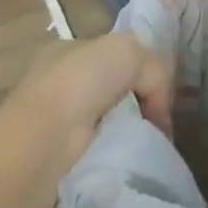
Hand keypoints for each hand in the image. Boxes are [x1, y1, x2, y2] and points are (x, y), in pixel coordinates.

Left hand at [10, 35, 173, 162]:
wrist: (45, 139)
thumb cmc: (82, 83)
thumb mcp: (130, 51)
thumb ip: (153, 66)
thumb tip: (159, 103)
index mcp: (69, 51)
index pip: (113, 56)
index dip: (141, 69)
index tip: (161, 89)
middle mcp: (60, 82)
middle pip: (114, 89)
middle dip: (138, 102)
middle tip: (160, 118)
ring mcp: (58, 121)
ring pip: (110, 120)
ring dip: (130, 129)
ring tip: (150, 139)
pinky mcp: (60, 156)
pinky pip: (104, 148)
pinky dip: (119, 151)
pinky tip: (132, 154)